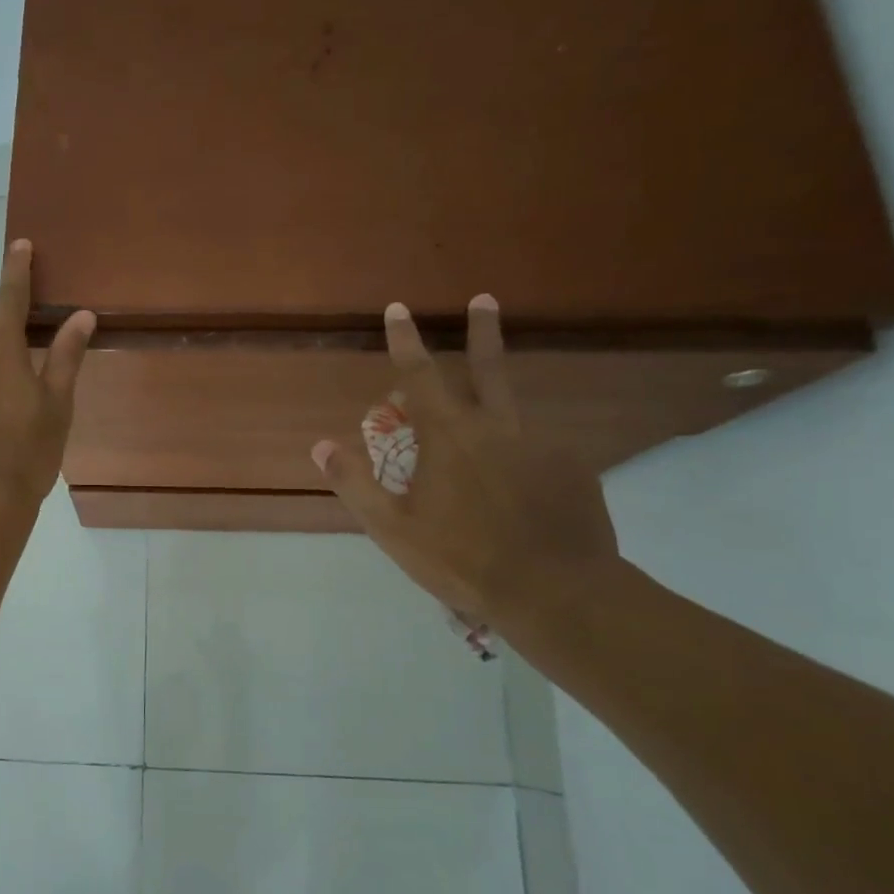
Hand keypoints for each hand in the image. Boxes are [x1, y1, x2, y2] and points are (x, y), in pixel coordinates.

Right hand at [313, 296, 618, 626]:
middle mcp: (497, 429)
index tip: (399, 308)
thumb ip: (355, 483)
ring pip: (514, 412)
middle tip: (484, 299)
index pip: (420, 376)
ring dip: (498, 402)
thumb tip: (320, 445)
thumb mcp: (392, 529)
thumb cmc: (462, 559)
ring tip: (486, 430)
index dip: (406, 341)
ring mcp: (541, 446)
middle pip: (488, 368)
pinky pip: (538, 452)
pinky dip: (521, 457)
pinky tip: (521, 489)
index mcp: (449, 437)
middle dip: (482, 331)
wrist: (557, 594)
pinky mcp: (573, 470)